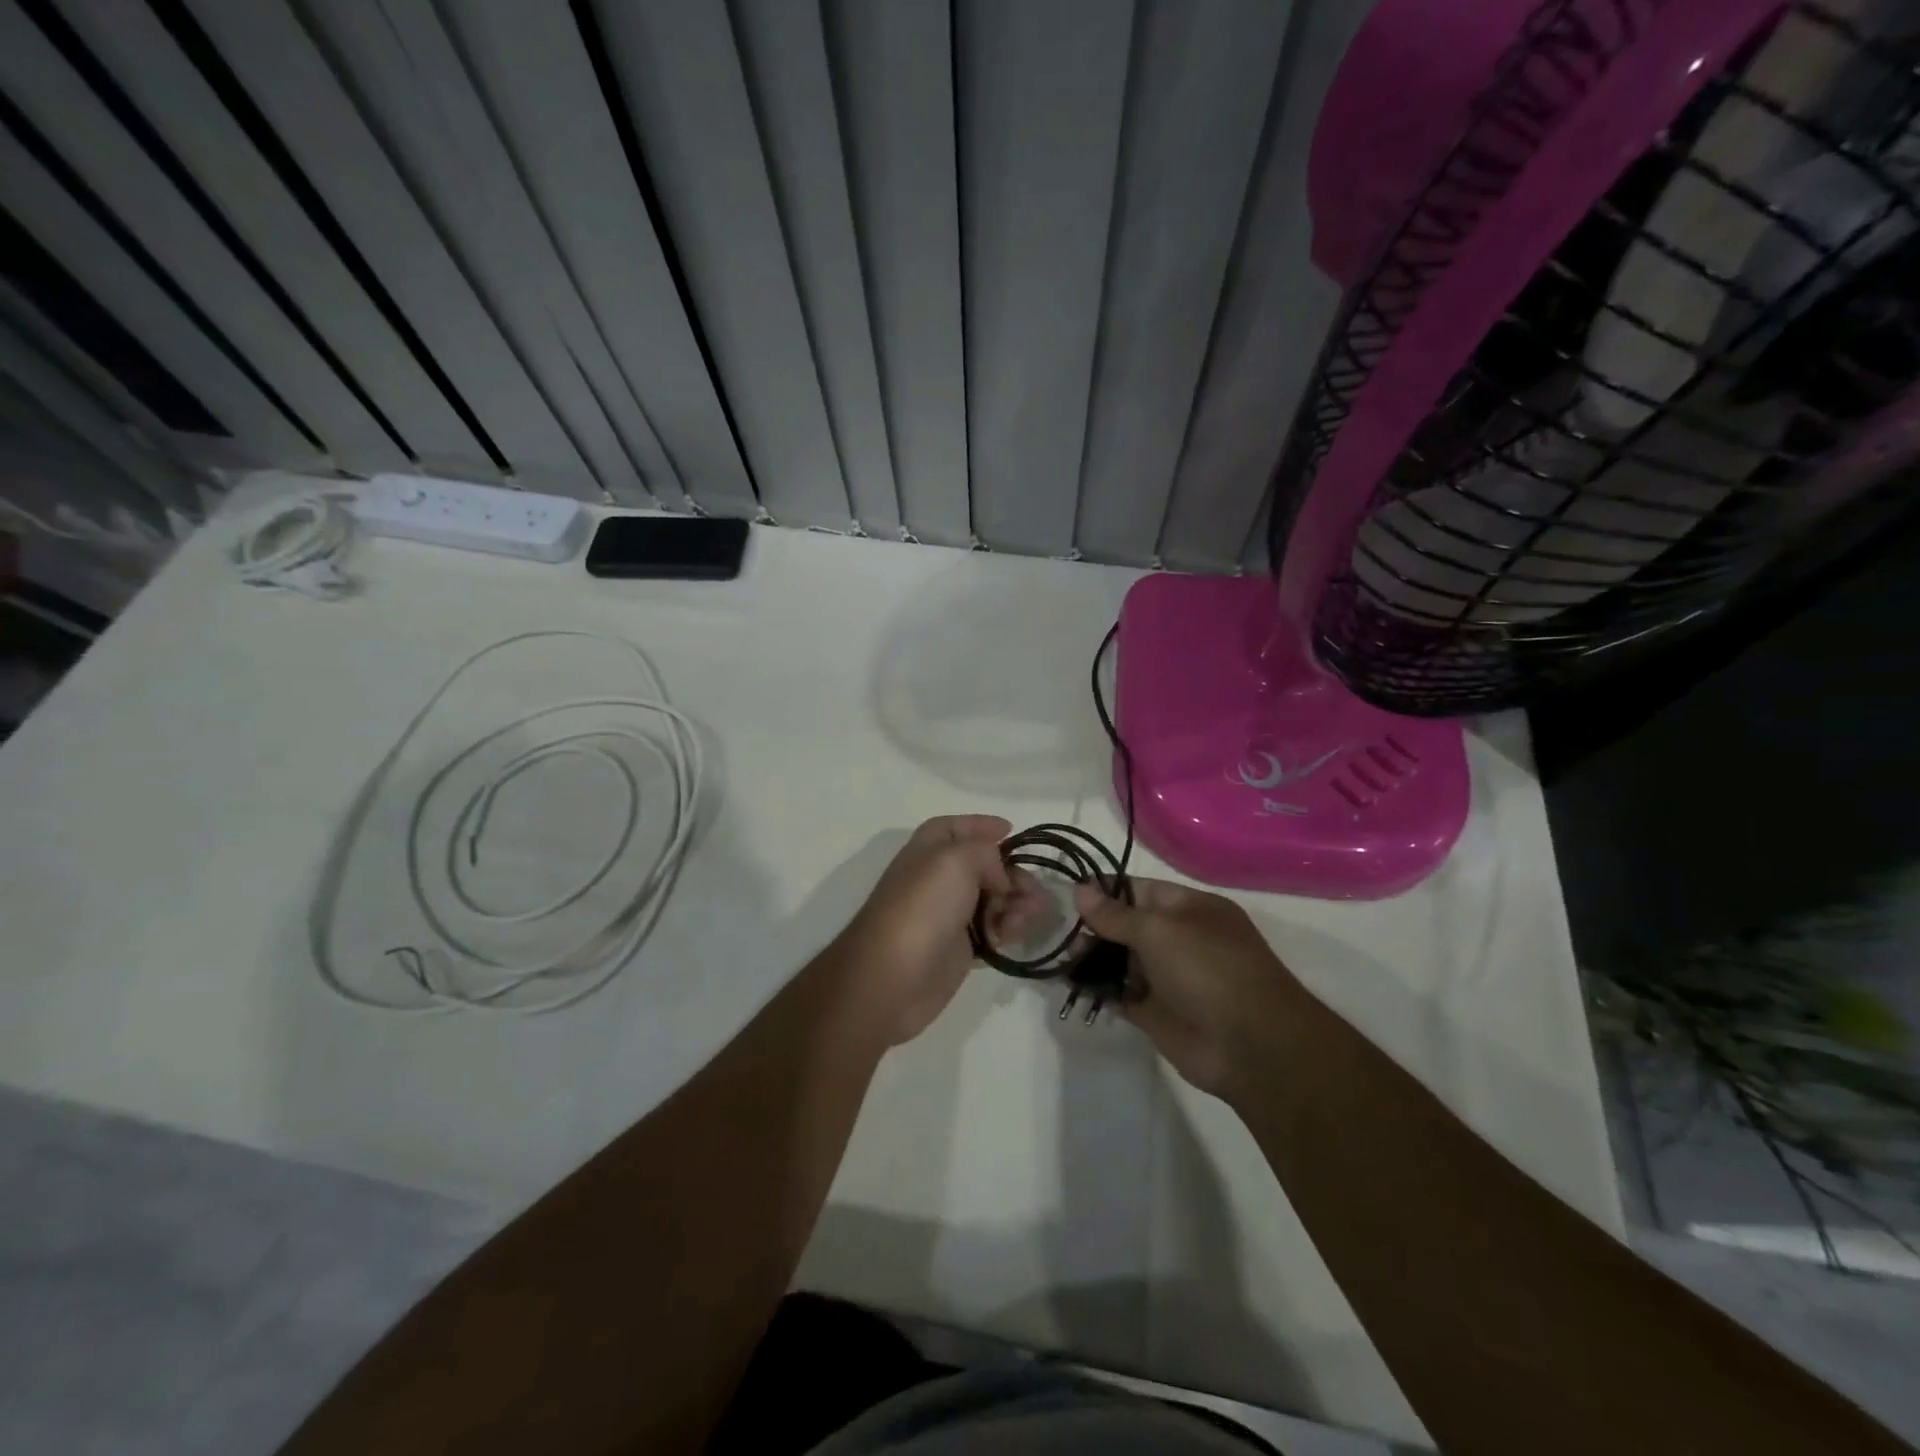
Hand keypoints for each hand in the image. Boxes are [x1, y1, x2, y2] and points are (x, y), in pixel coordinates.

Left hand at [834, 816, 1043, 1046]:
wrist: (893, 977)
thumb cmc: (923, 908)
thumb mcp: (956, 860)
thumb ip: (985, 852)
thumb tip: (999, 875)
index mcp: (930, 847)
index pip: (958, 827)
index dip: (984, 826)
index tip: (1013, 831)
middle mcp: (938, 876)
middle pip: (985, 865)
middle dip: (1013, 874)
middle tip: (1034, 892)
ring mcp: (949, 913)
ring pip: (994, 898)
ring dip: (1017, 903)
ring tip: (1028, 916)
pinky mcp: (960, 946)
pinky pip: (993, 929)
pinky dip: (1008, 928)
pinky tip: (1015, 935)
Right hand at [1073, 878, 1306, 1100]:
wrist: (1250, 1046)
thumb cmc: (1208, 971)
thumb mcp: (1159, 931)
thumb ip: (1115, 914)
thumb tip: (1080, 890)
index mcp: (1189, 909)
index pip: (1138, 890)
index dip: (1103, 891)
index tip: (1067, 896)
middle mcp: (1178, 939)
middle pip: (1126, 925)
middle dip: (1093, 928)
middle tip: (1061, 936)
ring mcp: (1168, 977)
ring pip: (1121, 961)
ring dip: (1093, 960)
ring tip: (1063, 962)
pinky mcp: (1156, 1013)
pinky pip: (1121, 994)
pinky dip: (1099, 990)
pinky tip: (1074, 986)